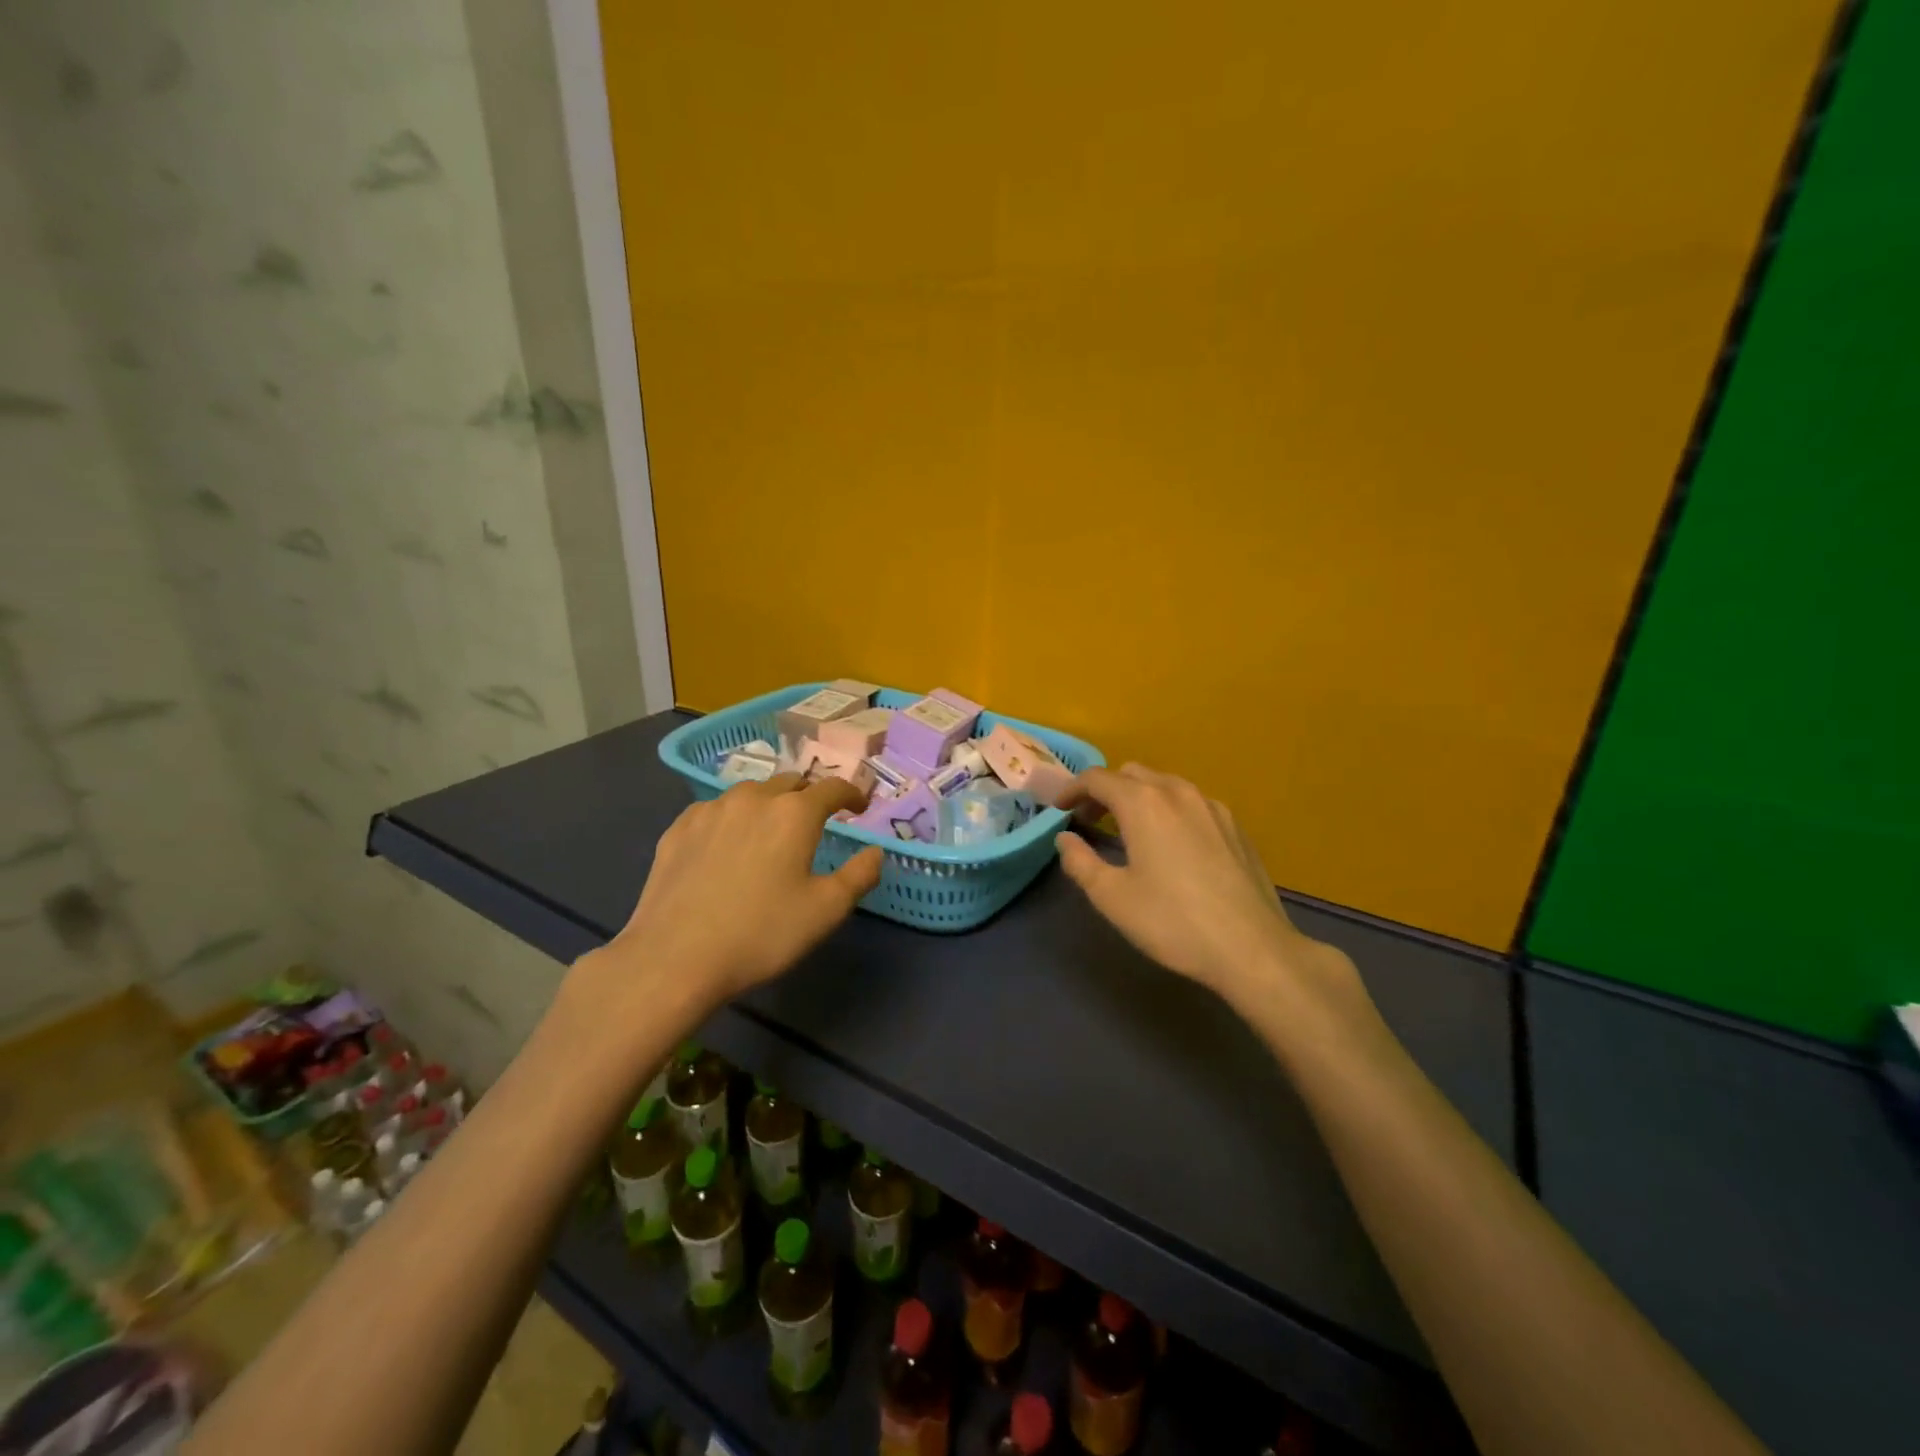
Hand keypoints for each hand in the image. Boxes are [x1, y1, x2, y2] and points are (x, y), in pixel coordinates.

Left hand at [595, 774, 883, 1006]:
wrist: (675, 958)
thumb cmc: (761, 933)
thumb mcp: (825, 911)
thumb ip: (859, 875)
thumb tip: (875, 852)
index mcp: (795, 813)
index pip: (833, 788)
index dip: (852, 794)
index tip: (860, 806)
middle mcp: (754, 798)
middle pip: (791, 782)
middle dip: (809, 796)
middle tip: (816, 821)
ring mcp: (711, 810)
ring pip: (751, 793)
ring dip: (769, 804)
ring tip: (770, 831)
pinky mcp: (679, 828)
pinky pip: (716, 810)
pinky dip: (732, 819)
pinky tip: (727, 844)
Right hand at [1055, 765, 1361, 1017]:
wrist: (1252, 949)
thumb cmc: (1172, 922)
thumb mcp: (1112, 897)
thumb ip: (1080, 862)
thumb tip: (1066, 839)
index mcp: (1143, 803)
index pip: (1097, 778)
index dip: (1072, 789)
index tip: (1059, 809)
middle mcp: (1178, 792)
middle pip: (1131, 774)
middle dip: (1105, 790)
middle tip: (1089, 819)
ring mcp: (1212, 806)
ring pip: (1165, 784)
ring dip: (1138, 797)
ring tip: (1128, 829)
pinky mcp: (1234, 826)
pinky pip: (1191, 802)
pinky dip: (1169, 809)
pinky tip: (1171, 843)